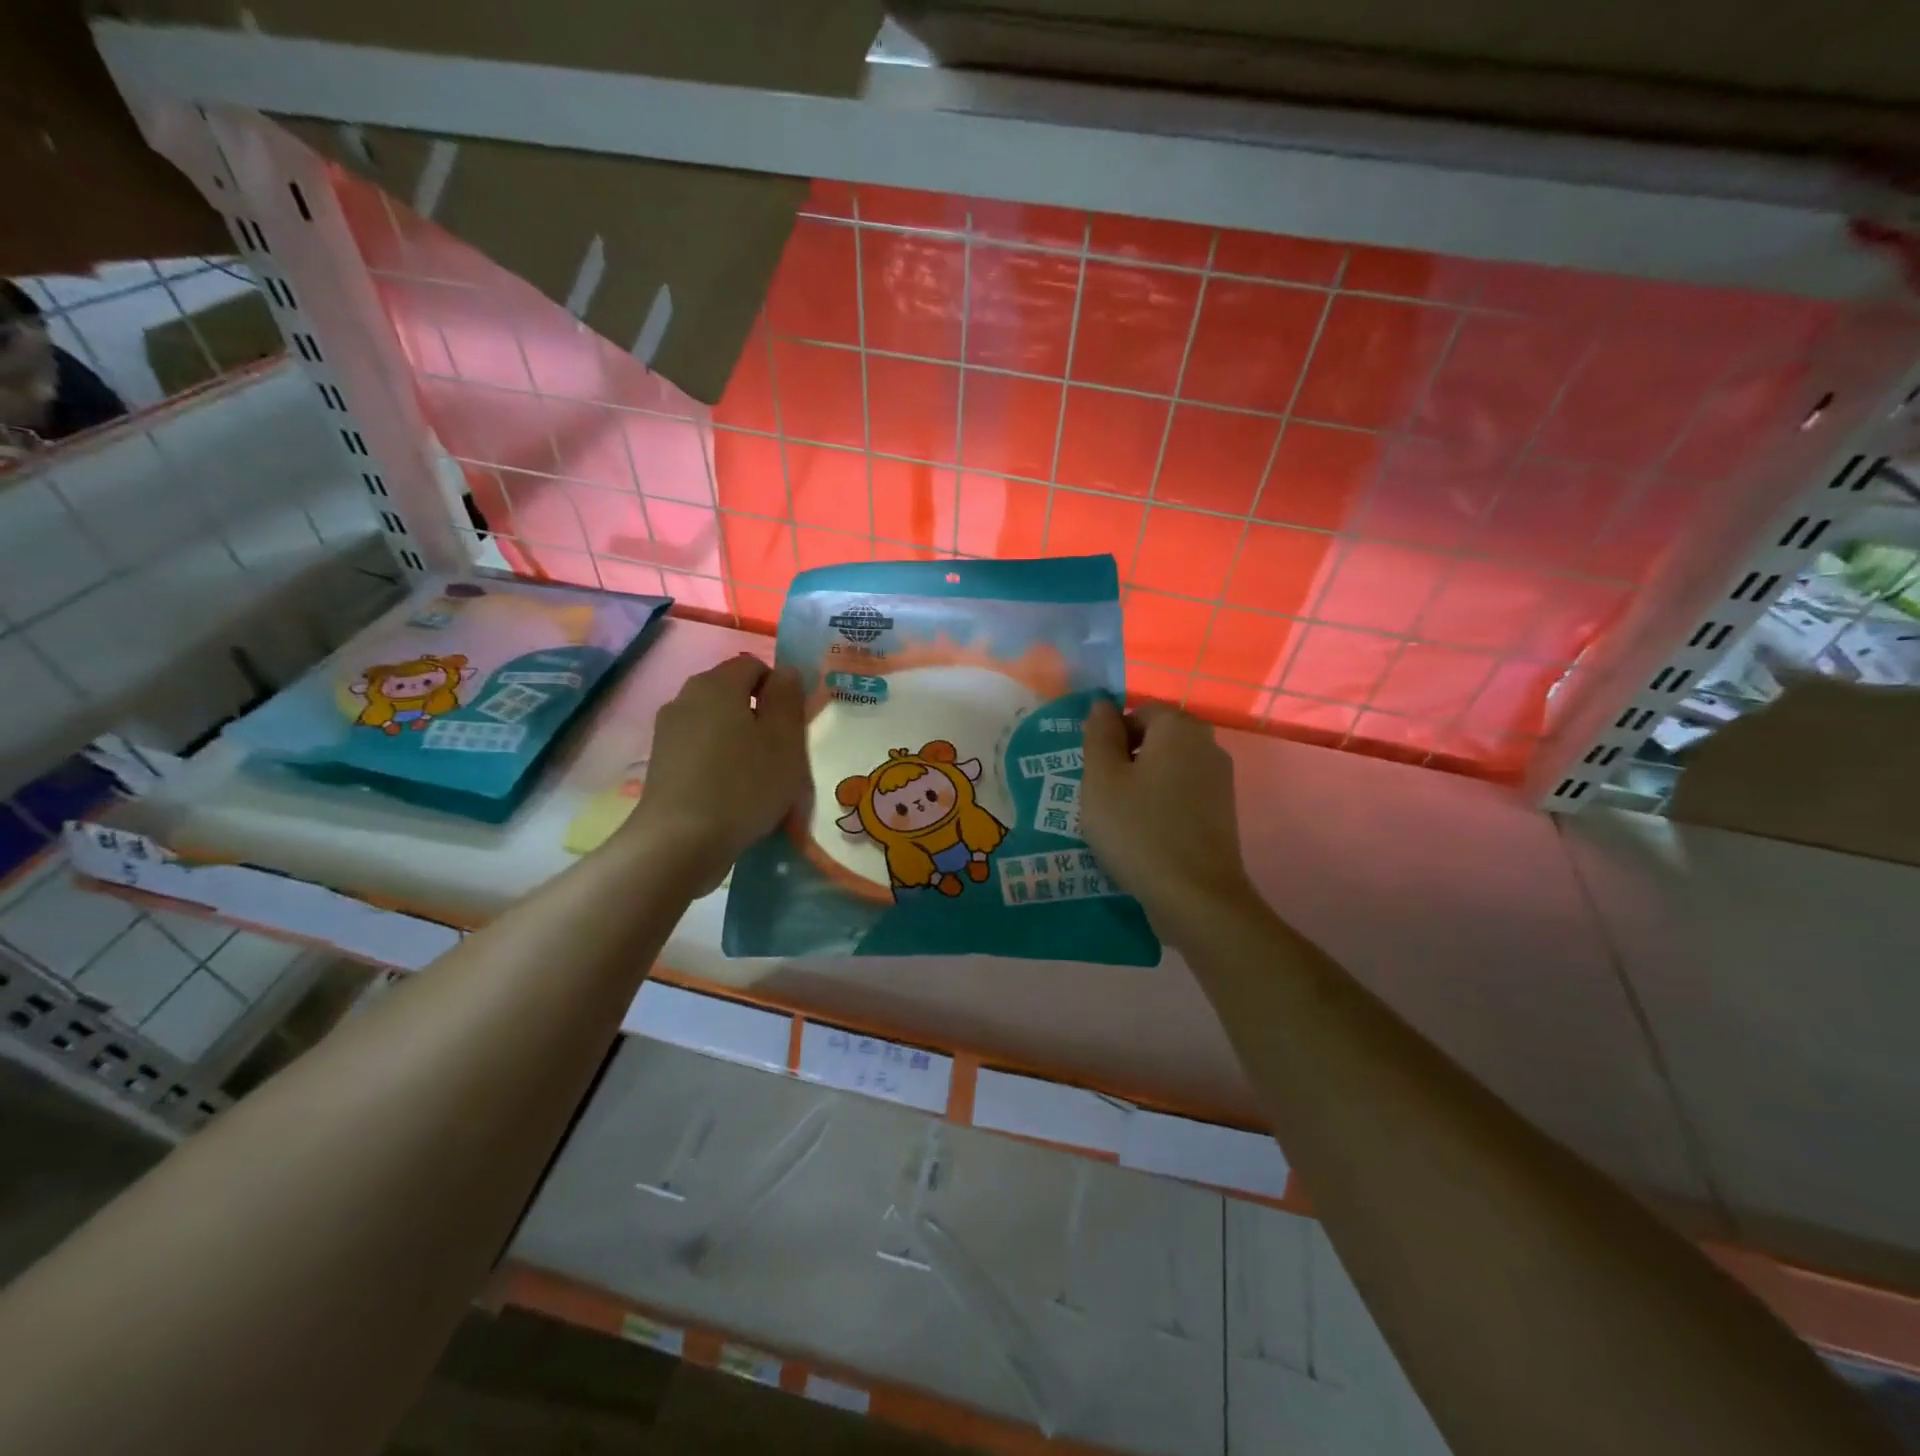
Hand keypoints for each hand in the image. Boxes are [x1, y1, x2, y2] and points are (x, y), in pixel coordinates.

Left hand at [621, 654, 807, 893]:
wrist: (680, 841)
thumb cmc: (743, 784)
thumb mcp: (785, 740)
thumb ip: (788, 698)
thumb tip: (785, 672)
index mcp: (718, 683)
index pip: (755, 665)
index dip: (779, 689)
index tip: (793, 726)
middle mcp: (686, 696)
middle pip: (733, 693)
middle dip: (759, 715)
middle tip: (781, 754)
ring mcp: (668, 730)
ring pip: (716, 722)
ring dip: (739, 740)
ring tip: (756, 778)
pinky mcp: (660, 762)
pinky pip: (700, 748)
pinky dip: (718, 761)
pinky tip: (730, 793)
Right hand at [1081, 699, 1257, 943]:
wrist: (1196, 897)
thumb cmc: (1139, 830)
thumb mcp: (1102, 778)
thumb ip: (1099, 734)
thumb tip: (1102, 704)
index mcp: (1178, 727)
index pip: (1137, 711)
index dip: (1111, 737)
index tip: (1095, 773)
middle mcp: (1207, 744)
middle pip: (1156, 739)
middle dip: (1126, 761)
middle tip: (1103, 797)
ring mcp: (1220, 780)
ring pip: (1168, 769)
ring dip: (1143, 785)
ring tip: (1121, 820)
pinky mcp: (1223, 813)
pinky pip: (1183, 795)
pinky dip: (1162, 806)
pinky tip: (1146, 836)